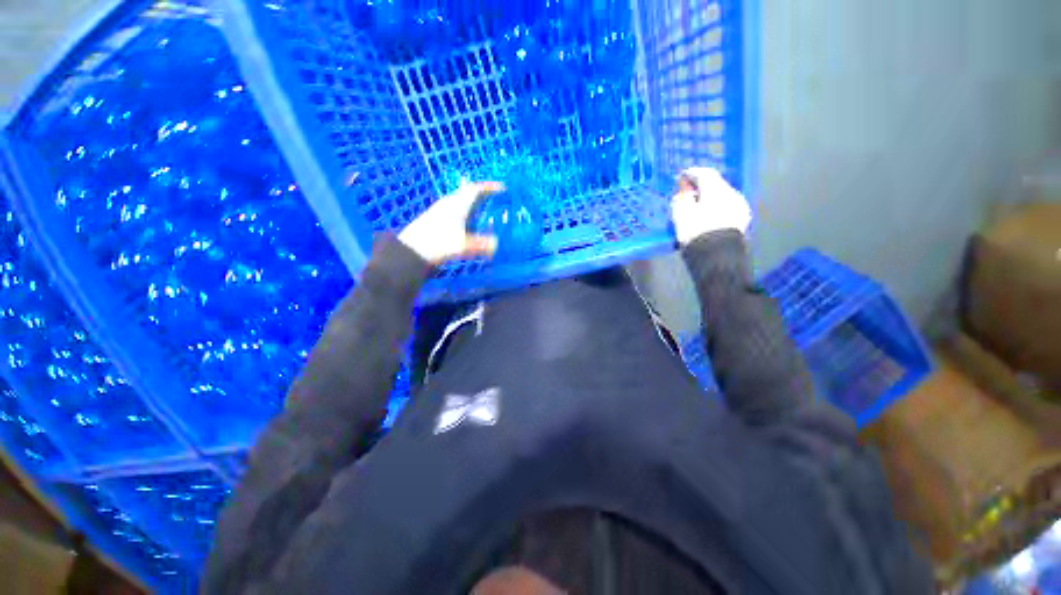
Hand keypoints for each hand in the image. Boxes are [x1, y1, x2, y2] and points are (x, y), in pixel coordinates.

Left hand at [398, 180, 503, 264]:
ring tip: (485, 211)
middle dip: (483, 194)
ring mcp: (440, 211)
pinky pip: (456, 211)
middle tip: (496, 199)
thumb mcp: (464, 245)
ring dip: (474, 204)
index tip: (502, 187)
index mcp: (457, 204)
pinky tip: (469, 224)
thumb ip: (482, 245)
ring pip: (461, 202)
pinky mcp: (435, 220)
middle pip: (468, 193)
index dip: (489, 187)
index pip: (475, 189)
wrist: (411, 250)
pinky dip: (467, 213)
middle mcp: (449, 203)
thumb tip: (497, 244)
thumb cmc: (439, 243)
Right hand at [670, 167, 751, 244]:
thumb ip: (680, 199)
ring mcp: (740, 208)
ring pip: (722, 198)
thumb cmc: (695, 232)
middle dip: (701, 188)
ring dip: (709, 200)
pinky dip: (716, 210)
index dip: (692, 173)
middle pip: (715, 185)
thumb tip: (683, 193)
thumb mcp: (680, 214)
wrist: (717, 257)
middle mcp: (732, 194)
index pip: (705, 173)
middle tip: (688, 193)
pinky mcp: (742, 222)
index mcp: (717, 189)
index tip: (682, 177)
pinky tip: (707, 218)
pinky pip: (726, 209)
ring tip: (696, 208)